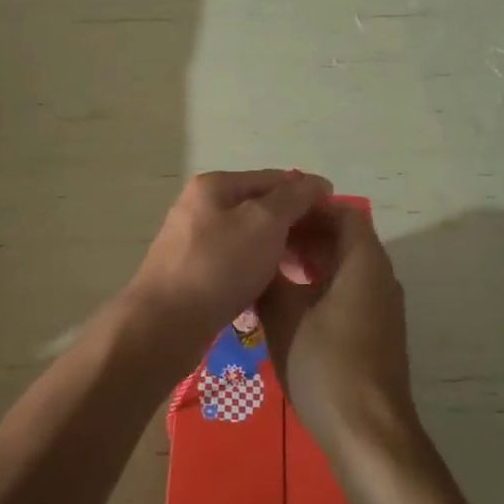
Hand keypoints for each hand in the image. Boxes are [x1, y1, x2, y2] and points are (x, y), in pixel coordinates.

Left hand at [121, 170, 331, 372]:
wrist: (165, 324)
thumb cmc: (219, 265)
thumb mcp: (264, 222)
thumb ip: (293, 198)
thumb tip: (316, 183)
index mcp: (215, 186)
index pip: (274, 179)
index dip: (308, 194)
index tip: (338, 216)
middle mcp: (201, 207)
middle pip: (261, 208)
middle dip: (295, 225)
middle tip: (325, 250)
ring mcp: (194, 242)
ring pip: (250, 239)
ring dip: (280, 250)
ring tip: (307, 271)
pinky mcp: (193, 275)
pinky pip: (236, 264)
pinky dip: (259, 271)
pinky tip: (277, 289)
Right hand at [258, 201, 413, 446]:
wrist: (369, 433)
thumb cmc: (326, 365)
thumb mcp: (285, 317)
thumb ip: (270, 278)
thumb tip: (258, 257)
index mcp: (364, 263)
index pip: (344, 213)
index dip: (310, 209)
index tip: (275, 215)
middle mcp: (380, 277)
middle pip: (346, 238)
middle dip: (306, 234)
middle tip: (265, 241)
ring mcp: (382, 306)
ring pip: (346, 266)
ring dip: (312, 260)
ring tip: (271, 267)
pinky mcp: (377, 331)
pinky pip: (350, 290)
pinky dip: (322, 284)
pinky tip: (290, 302)